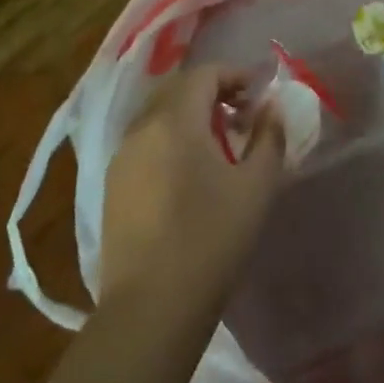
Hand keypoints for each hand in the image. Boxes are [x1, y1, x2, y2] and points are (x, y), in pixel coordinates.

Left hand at [98, 65, 285, 313]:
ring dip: (190, 117)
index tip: (259, 93)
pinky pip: (145, 144)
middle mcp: (141, 129)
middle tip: (242, 115)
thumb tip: (272, 108)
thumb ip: (269, 137)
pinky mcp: (111, 187)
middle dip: (212, 93)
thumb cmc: (211, 240)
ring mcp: (120, 158)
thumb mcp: (256, 187)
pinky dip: (170, 140)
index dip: (234, 75)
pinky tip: (188, 174)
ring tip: (219, 145)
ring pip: (158, 117)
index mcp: (174, 121)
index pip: (204, 74)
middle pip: (177, 91)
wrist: (151, 308)